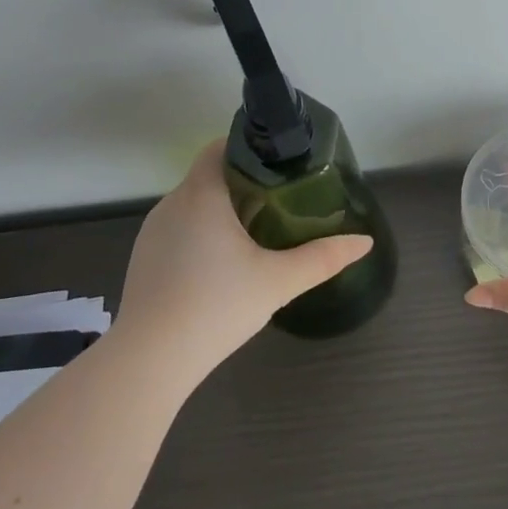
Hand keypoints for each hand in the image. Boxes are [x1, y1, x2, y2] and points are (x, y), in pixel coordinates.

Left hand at [115, 139, 371, 384]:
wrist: (149, 361)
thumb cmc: (216, 307)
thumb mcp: (279, 281)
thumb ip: (323, 258)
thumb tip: (364, 242)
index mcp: (201, 194)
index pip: (220, 147)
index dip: (250, 149)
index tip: (280, 165)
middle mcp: (171, 203)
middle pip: (210, 175)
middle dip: (243, 182)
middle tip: (280, 200)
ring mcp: (152, 232)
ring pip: (193, 204)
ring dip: (221, 209)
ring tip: (255, 231)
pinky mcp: (143, 258)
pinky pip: (177, 229)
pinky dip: (200, 233)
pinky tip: (219, 265)